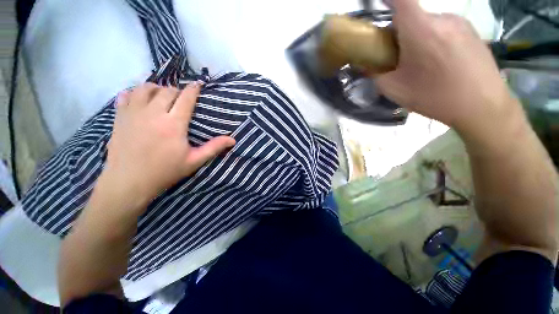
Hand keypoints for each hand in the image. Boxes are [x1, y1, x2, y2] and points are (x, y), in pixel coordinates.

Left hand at [101, 83, 235, 209]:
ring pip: (145, 88)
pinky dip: (135, 92)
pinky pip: (126, 95)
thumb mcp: (194, 161)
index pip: (186, 98)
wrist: (129, 182)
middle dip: (177, 91)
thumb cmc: (165, 171)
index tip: (198, 84)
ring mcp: (133, 113)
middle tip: (182, 99)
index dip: (194, 89)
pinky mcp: (119, 117)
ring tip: (162, 96)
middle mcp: (153, 113)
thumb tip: (232, 140)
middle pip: (167, 90)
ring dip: (157, 88)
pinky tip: (140, 99)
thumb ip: (213, 147)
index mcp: (173, 124)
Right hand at [376, 0, 519, 137]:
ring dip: (417, 38)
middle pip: (412, 16)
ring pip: (428, 24)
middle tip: (397, 57)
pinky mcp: (471, 31)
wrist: (483, 106)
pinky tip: (438, 63)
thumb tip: (366, 65)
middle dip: (399, 33)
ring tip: (420, 65)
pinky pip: (444, 29)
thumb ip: (375, 74)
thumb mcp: (394, 90)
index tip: (377, 4)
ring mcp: (460, 23)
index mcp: (421, 29)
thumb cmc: (435, 97)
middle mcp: (442, 18)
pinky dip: (433, 40)